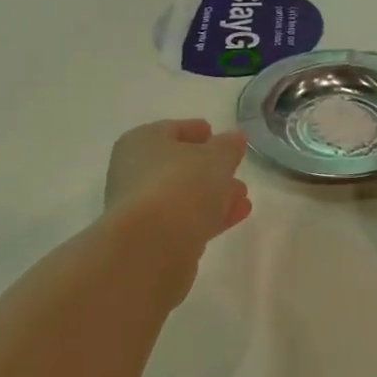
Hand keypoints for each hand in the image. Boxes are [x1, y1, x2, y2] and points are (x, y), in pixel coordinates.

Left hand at [104, 120, 251, 258]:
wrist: (152, 245)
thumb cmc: (181, 185)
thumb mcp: (215, 157)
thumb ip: (228, 146)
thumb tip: (234, 137)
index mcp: (141, 142)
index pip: (172, 130)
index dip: (196, 130)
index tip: (216, 134)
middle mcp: (134, 172)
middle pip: (177, 165)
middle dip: (210, 168)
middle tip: (235, 169)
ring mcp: (141, 208)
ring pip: (183, 195)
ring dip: (214, 195)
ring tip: (243, 196)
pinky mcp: (152, 239)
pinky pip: (186, 220)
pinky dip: (209, 216)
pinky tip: (236, 215)